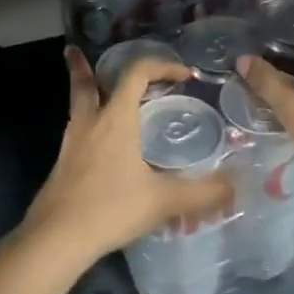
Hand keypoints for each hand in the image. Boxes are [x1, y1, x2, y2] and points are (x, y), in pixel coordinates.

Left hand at [16, 48, 235, 274]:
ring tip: (94, 90)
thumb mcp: (164, 201)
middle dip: (85, 66)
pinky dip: (86, 124)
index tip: (184, 74)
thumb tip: (237, 185)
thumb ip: (203, 193)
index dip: (161, 66)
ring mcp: (71, 144)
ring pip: (77, 105)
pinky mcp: (62, 166)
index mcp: (116, 119)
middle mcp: (90, 123)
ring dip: (85, 92)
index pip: (136, 74)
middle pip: (86, 82)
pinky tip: (97, 144)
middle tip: (83, 53)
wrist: (55, 239)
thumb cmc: (111, 209)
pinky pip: (76, 132)